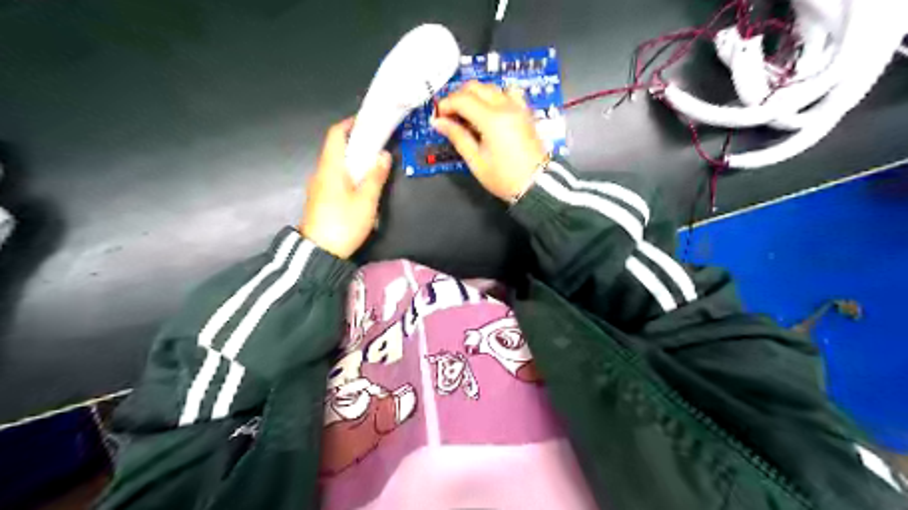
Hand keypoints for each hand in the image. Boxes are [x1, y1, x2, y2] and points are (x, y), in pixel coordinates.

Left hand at [301, 117, 391, 258]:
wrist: (319, 253)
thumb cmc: (344, 223)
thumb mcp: (366, 201)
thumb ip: (375, 176)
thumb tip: (384, 155)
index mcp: (330, 167)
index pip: (336, 134)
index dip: (351, 123)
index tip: (368, 121)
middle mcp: (321, 172)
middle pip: (336, 148)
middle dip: (356, 142)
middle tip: (377, 142)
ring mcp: (318, 186)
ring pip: (336, 164)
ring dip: (353, 158)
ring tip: (373, 162)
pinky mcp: (320, 199)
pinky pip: (335, 177)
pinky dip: (349, 172)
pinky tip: (362, 183)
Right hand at [430, 81, 549, 200]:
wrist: (535, 184)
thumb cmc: (505, 178)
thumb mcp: (476, 161)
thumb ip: (457, 137)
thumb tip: (440, 123)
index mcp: (492, 120)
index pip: (462, 99)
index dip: (446, 105)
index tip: (438, 117)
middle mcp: (506, 107)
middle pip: (476, 87)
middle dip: (458, 96)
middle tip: (449, 114)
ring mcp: (518, 108)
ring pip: (491, 87)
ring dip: (476, 94)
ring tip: (467, 113)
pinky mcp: (525, 112)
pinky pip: (508, 93)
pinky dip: (495, 96)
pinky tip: (489, 110)